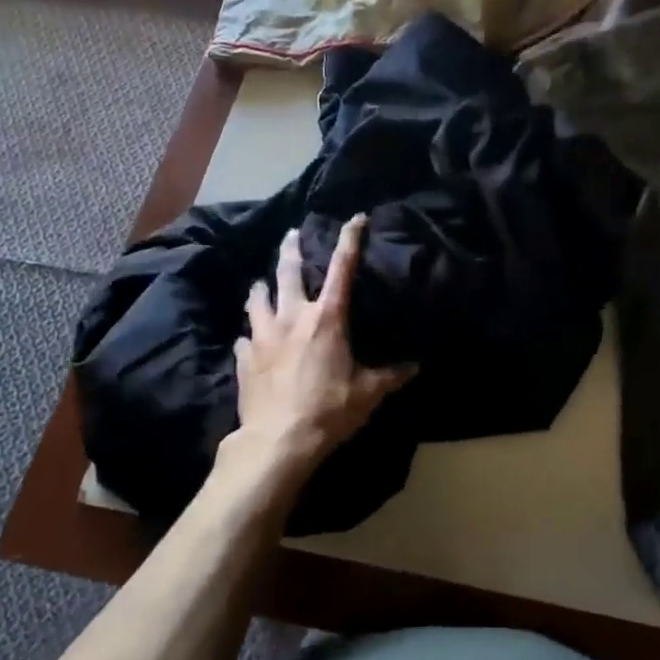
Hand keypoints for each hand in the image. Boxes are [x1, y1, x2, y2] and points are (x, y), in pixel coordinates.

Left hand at [221, 215, 413, 496]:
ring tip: (260, 284)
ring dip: (261, 288)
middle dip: (291, 249)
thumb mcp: (368, 393)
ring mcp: (263, 336)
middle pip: (288, 273)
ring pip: (258, 299)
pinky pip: (243, 338)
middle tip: (290, 234)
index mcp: (327, 318)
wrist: (278, 441)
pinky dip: (248, 334)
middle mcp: (292, 317)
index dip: (350, 239)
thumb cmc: (329, 410)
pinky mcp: (244, 358)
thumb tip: (416, 366)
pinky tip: (247, 338)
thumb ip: (391, 376)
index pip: (342, 268)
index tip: (355, 218)